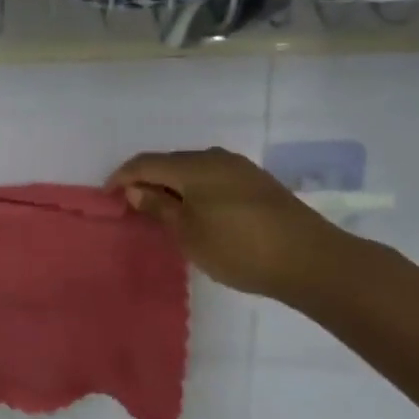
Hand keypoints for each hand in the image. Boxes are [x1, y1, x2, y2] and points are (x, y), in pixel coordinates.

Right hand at [107, 147, 343, 301]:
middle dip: (147, 179)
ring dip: (172, 185)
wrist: (312, 260)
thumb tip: (135, 188)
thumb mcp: (189, 233)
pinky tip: (197, 212)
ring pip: (193, 169)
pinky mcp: (258, 183)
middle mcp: (216, 158)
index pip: (145, 163)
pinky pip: (213, 178)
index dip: (121, 176)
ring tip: (163, 211)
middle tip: (133, 205)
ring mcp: (240, 169)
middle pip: (169, 162)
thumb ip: (159, 207)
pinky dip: (195, 190)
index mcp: (194, 166)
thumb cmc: (239, 248)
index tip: (106, 196)